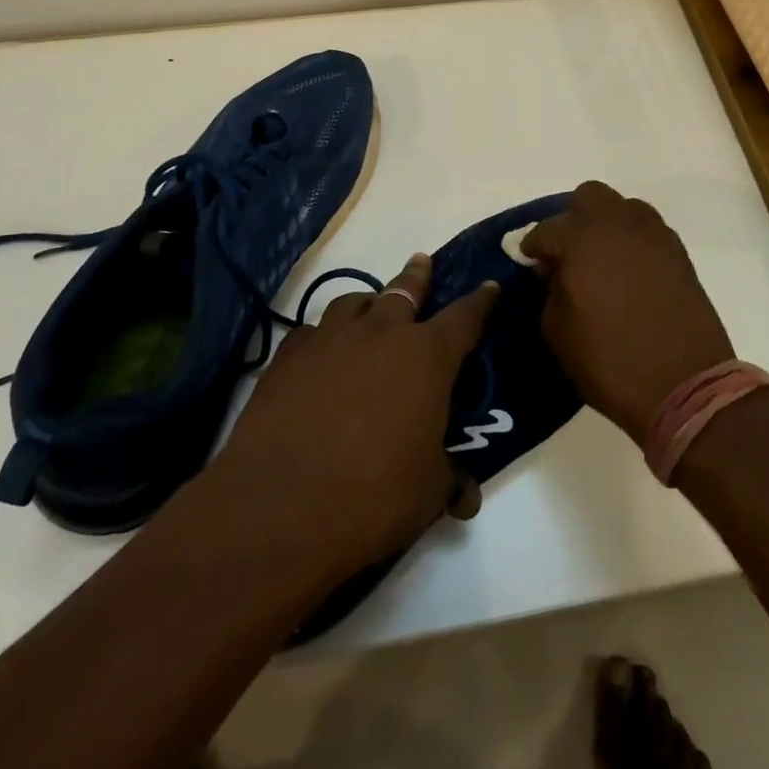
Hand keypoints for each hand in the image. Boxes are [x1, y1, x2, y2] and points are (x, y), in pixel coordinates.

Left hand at [213, 254, 498, 579]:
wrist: (279, 506)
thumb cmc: (372, 496)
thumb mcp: (427, 493)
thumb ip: (450, 480)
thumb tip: (467, 495)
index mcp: (426, 357)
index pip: (465, 317)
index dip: (481, 301)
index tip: (490, 286)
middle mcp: (380, 333)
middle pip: (404, 290)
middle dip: (418, 276)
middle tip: (422, 262)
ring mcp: (329, 339)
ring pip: (354, 302)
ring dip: (368, 303)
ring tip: (370, 308)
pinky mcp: (288, 356)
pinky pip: (312, 332)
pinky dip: (324, 337)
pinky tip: (320, 355)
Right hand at [523, 181, 734, 444]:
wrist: (685, 386)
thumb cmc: (609, 361)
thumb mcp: (557, 331)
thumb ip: (550, 290)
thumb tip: (556, 272)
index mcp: (582, 239)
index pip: (546, 229)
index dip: (533, 247)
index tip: (530, 263)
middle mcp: (618, 224)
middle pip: (589, 197)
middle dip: (572, 219)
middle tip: (567, 252)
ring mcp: (654, 236)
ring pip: (623, 208)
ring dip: (606, 225)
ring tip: (601, 259)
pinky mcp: (678, 254)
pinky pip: (648, 231)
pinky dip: (632, 242)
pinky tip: (628, 272)